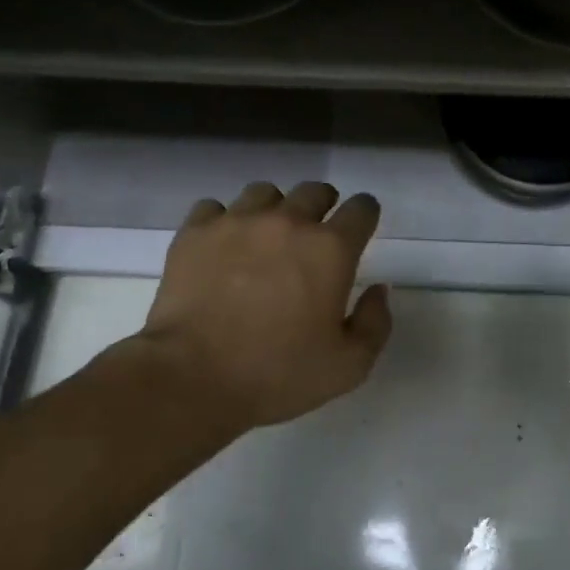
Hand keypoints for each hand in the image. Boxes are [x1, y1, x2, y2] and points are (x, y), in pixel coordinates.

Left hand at [109, 181, 392, 436]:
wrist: (192, 378)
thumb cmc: (278, 374)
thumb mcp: (349, 366)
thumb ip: (375, 322)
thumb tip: (377, 289)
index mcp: (330, 249)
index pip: (361, 208)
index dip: (365, 215)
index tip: (360, 229)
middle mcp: (287, 222)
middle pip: (315, 191)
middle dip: (323, 207)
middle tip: (315, 236)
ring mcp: (237, 222)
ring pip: (264, 193)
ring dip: (274, 210)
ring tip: (266, 239)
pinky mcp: (195, 232)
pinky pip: (215, 208)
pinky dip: (224, 222)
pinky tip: (223, 248)